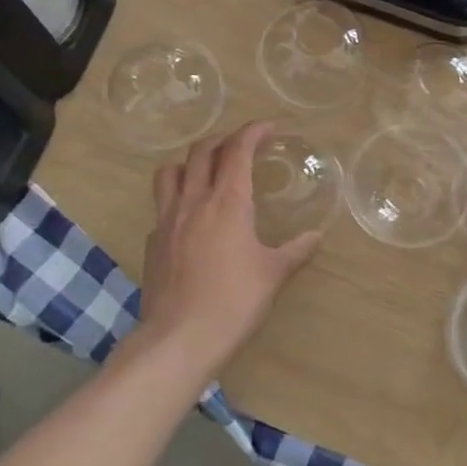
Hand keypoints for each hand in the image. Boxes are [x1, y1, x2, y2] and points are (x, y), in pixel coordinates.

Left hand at [139, 123, 320, 370]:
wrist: (180, 337)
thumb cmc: (235, 300)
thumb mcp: (274, 273)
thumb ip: (295, 250)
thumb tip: (314, 237)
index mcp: (228, 201)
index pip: (238, 150)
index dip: (253, 131)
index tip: (269, 128)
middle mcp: (194, 201)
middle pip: (201, 151)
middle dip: (223, 139)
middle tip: (241, 145)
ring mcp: (167, 220)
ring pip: (170, 172)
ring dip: (190, 162)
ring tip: (206, 172)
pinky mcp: (152, 242)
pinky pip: (162, 207)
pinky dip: (178, 200)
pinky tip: (191, 220)